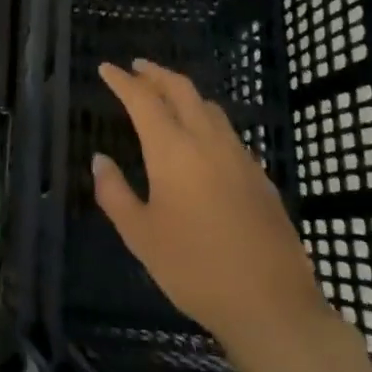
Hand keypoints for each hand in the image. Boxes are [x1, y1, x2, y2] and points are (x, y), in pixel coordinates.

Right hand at [93, 60, 326, 359]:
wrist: (271, 303)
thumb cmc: (194, 269)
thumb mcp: (141, 235)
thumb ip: (115, 193)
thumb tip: (100, 160)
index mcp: (173, 150)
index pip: (142, 99)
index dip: (122, 81)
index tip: (106, 68)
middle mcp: (207, 141)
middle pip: (181, 90)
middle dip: (156, 74)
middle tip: (137, 68)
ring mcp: (239, 156)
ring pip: (209, 107)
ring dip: (184, 93)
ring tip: (167, 97)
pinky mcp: (260, 176)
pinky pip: (228, 132)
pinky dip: (207, 120)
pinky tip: (203, 140)